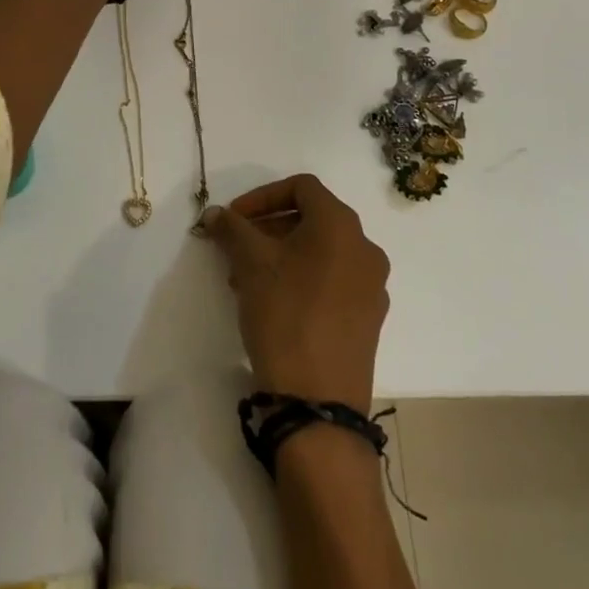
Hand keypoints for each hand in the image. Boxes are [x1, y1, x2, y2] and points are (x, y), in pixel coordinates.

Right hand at [202, 175, 389, 409]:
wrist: (318, 402)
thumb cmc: (285, 315)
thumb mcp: (251, 263)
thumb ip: (232, 229)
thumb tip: (216, 214)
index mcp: (341, 224)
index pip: (302, 186)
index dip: (262, 195)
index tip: (234, 219)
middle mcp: (365, 248)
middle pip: (312, 219)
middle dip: (268, 228)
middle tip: (235, 251)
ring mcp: (372, 285)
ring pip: (320, 252)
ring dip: (281, 255)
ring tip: (246, 282)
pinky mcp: (369, 318)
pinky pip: (332, 281)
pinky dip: (302, 279)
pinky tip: (274, 305)